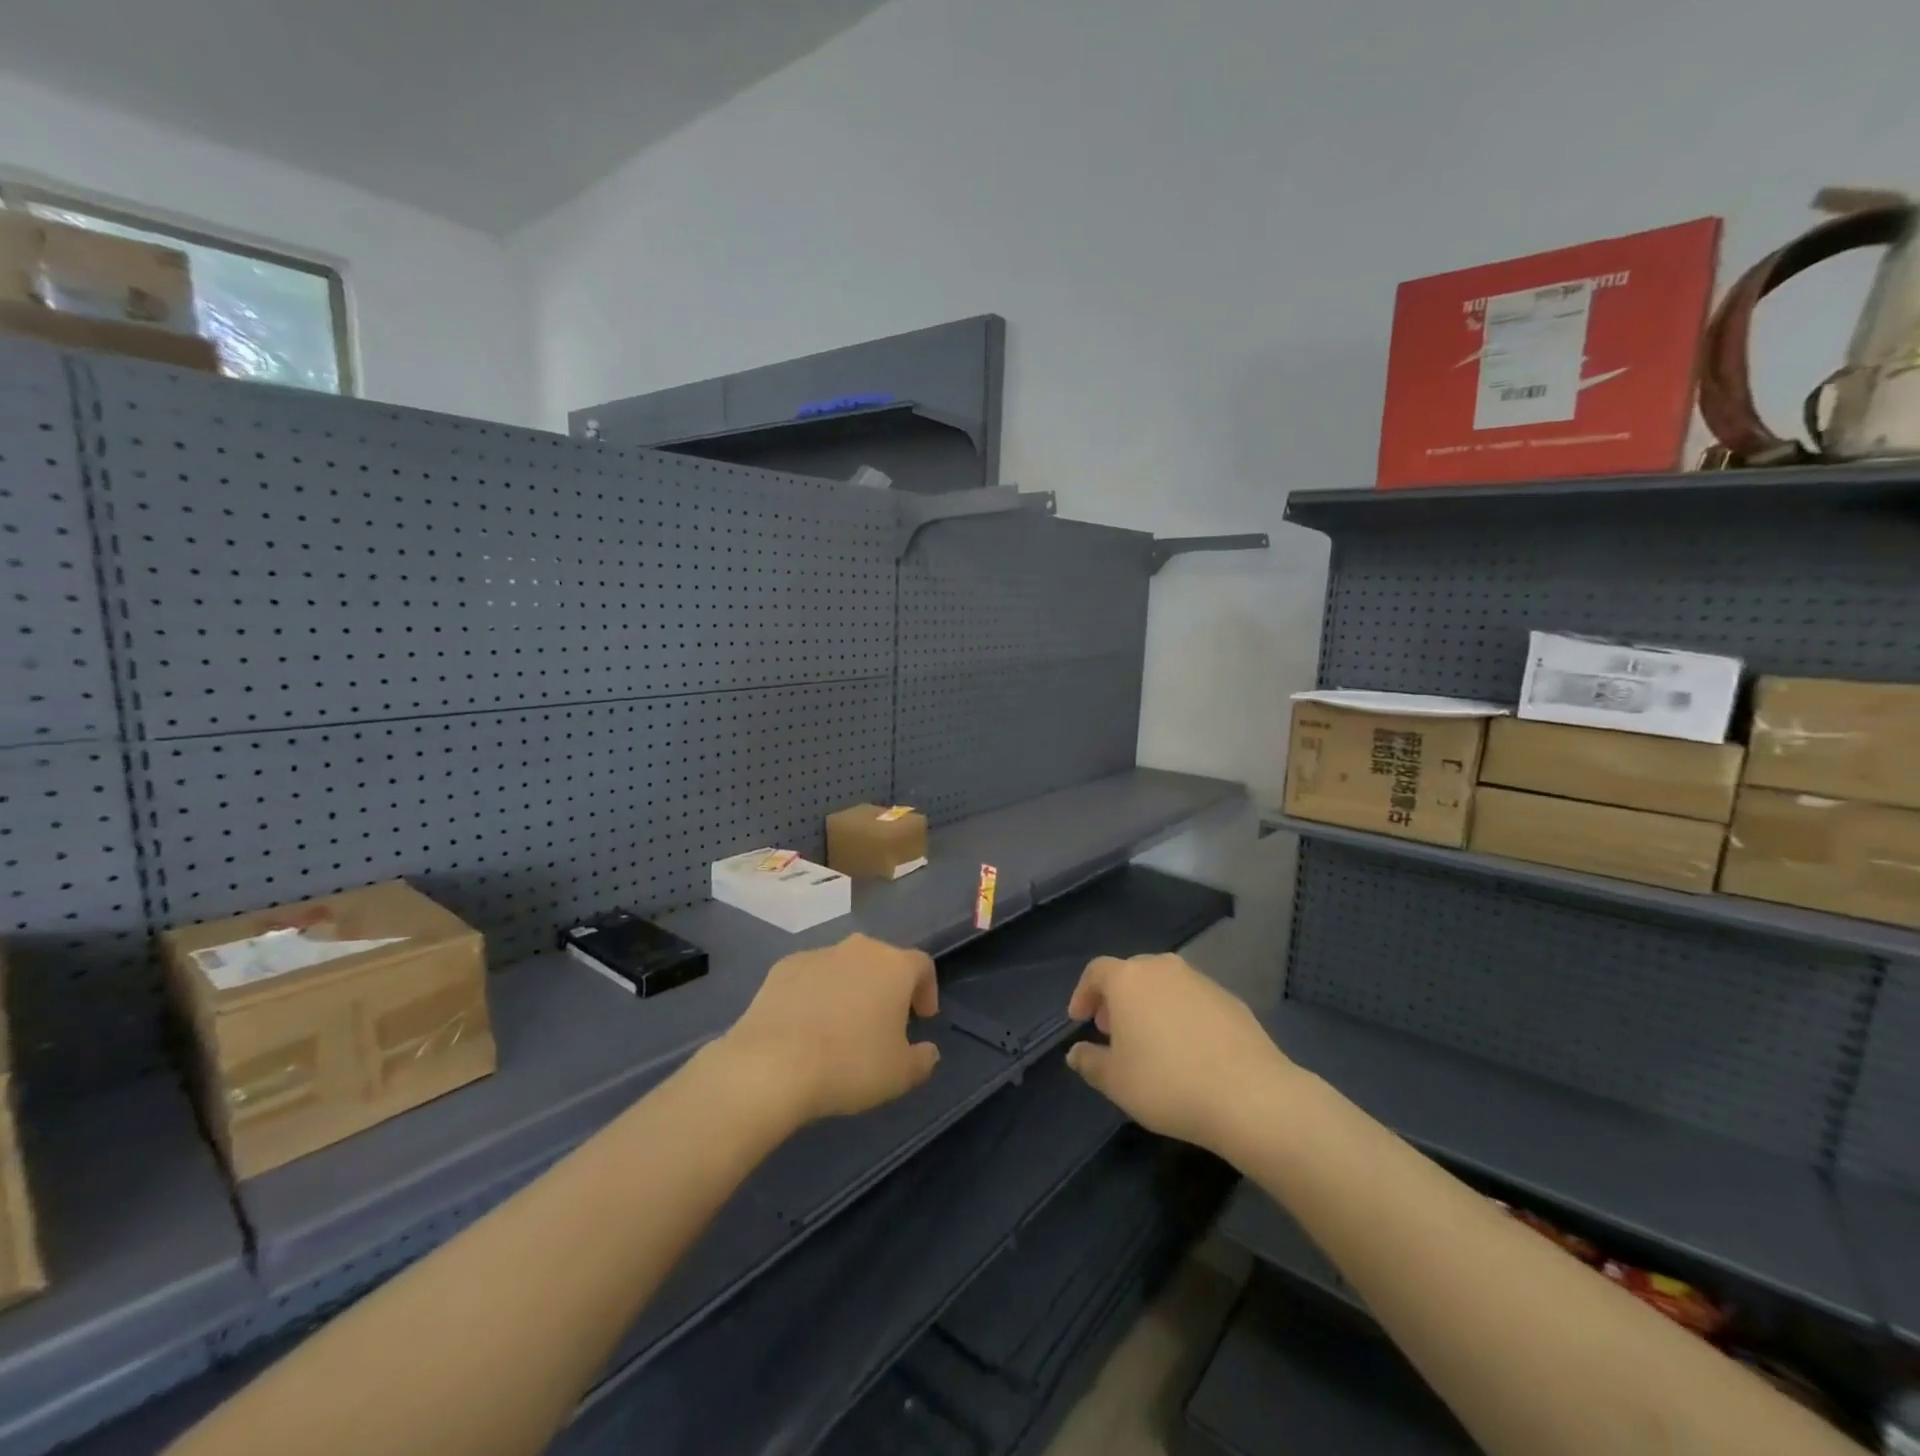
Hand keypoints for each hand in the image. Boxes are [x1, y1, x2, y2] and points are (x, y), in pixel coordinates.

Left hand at [716, 933, 941, 1126]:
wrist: (772, 1063)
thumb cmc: (849, 1064)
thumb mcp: (899, 1075)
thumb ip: (922, 1060)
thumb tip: (928, 1052)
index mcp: (894, 966)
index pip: (922, 965)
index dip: (927, 989)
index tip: (923, 1017)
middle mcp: (859, 949)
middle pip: (882, 961)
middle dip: (887, 987)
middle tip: (884, 1022)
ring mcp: (818, 954)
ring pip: (844, 967)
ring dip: (849, 989)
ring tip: (841, 1027)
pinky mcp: (783, 967)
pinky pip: (810, 977)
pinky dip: (815, 993)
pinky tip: (806, 1025)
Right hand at [1064, 953, 1293, 1152]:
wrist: (1250, 1096)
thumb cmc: (1168, 1083)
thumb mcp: (1116, 1081)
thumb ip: (1089, 1062)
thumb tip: (1075, 1052)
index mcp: (1129, 979)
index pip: (1096, 971)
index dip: (1083, 993)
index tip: (1080, 1020)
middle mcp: (1163, 968)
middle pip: (1131, 973)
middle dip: (1117, 999)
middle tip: (1112, 1031)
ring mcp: (1200, 980)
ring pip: (1164, 985)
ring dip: (1150, 1005)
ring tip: (1150, 1042)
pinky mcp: (1230, 999)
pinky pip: (1192, 1000)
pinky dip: (1180, 1015)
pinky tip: (1187, 1050)